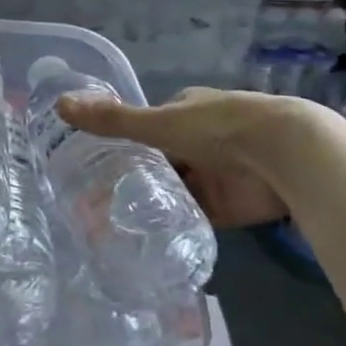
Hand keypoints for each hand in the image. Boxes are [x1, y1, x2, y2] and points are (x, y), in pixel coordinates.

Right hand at [56, 86, 317, 228]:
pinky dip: (172, 226)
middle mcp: (199, 141)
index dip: (124, 143)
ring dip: (151, 204)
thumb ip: (112, 120)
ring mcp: (215, 174)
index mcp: (186, 111)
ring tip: (109, 225)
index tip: (94, 164)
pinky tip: (144, 240)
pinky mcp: (228, 206)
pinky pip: (193, 218)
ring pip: (174, 191)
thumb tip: (59, 105)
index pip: (148, 127)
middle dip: (134, 178)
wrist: (286, 155)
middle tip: (93, 201)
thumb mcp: (158, 124)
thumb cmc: (218, 127)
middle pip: (159, 162)